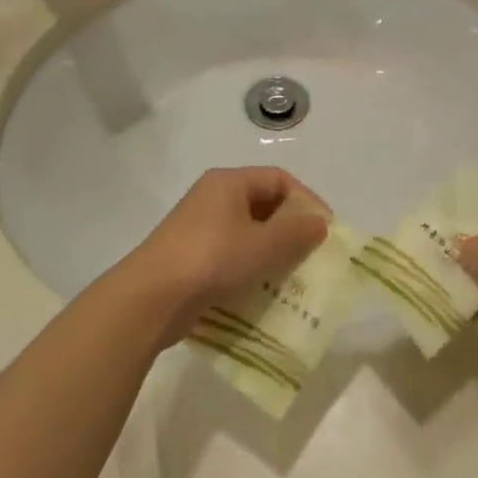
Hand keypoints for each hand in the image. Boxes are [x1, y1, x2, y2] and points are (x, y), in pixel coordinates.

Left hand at [116, 167, 329, 348]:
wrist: (151, 298)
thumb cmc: (213, 260)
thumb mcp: (263, 245)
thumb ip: (297, 231)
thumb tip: (319, 222)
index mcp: (229, 182)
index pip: (279, 179)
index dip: (306, 201)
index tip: (325, 229)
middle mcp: (212, 198)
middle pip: (263, 204)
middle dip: (290, 228)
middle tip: (311, 254)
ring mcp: (198, 227)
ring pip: (247, 232)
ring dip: (272, 251)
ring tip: (291, 275)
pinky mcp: (190, 256)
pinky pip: (231, 254)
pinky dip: (250, 267)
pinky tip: (261, 289)